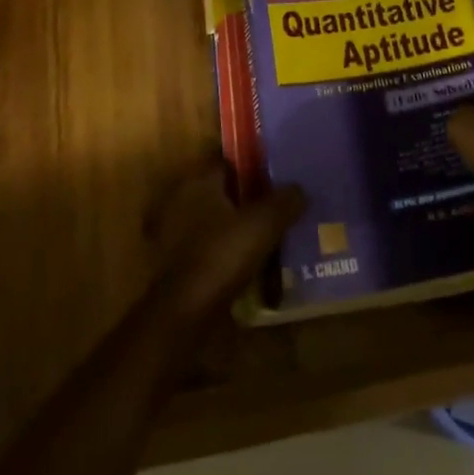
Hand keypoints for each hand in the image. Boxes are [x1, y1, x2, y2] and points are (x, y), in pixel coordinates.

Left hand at [149, 171, 304, 323]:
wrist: (183, 313)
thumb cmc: (221, 255)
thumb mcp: (263, 224)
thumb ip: (284, 201)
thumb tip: (300, 189)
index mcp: (198, 182)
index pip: (227, 161)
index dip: (253, 165)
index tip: (278, 175)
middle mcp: (180, 200)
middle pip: (221, 191)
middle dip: (246, 198)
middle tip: (278, 206)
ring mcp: (173, 234)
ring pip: (214, 220)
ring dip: (235, 227)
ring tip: (268, 236)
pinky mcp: (174, 264)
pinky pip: (207, 247)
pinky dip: (224, 251)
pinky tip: (248, 262)